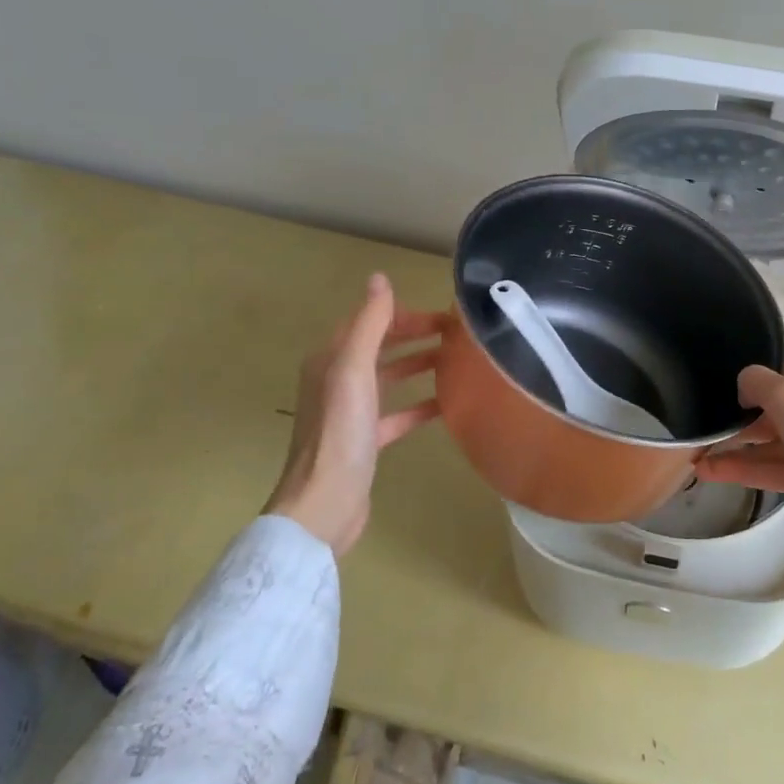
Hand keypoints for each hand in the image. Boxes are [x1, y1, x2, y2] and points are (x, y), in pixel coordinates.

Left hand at [263, 273, 446, 555]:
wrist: (324, 504)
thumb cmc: (339, 434)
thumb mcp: (353, 371)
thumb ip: (369, 324)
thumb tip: (379, 278)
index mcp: (331, 359)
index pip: (370, 321)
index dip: (404, 313)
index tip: (445, 315)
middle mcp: (338, 381)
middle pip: (382, 346)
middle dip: (416, 335)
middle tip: (459, 335)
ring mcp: (352, 412)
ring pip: (391, 377)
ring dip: (420, 364)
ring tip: (458, 360)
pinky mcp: (366, 441)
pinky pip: (398, 412)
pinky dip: (420, 403)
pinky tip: (447, 403)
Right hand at [696, 363, 783, 593]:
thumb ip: (758, 383)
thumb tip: (744, 383)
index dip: (758, 386)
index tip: (728, 399)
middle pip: (781, 411)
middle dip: (743, 424)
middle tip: (706, 433)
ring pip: (779, 445)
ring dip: (741, 451)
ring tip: (699, 460)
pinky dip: (753, 470)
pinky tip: (715, 472)